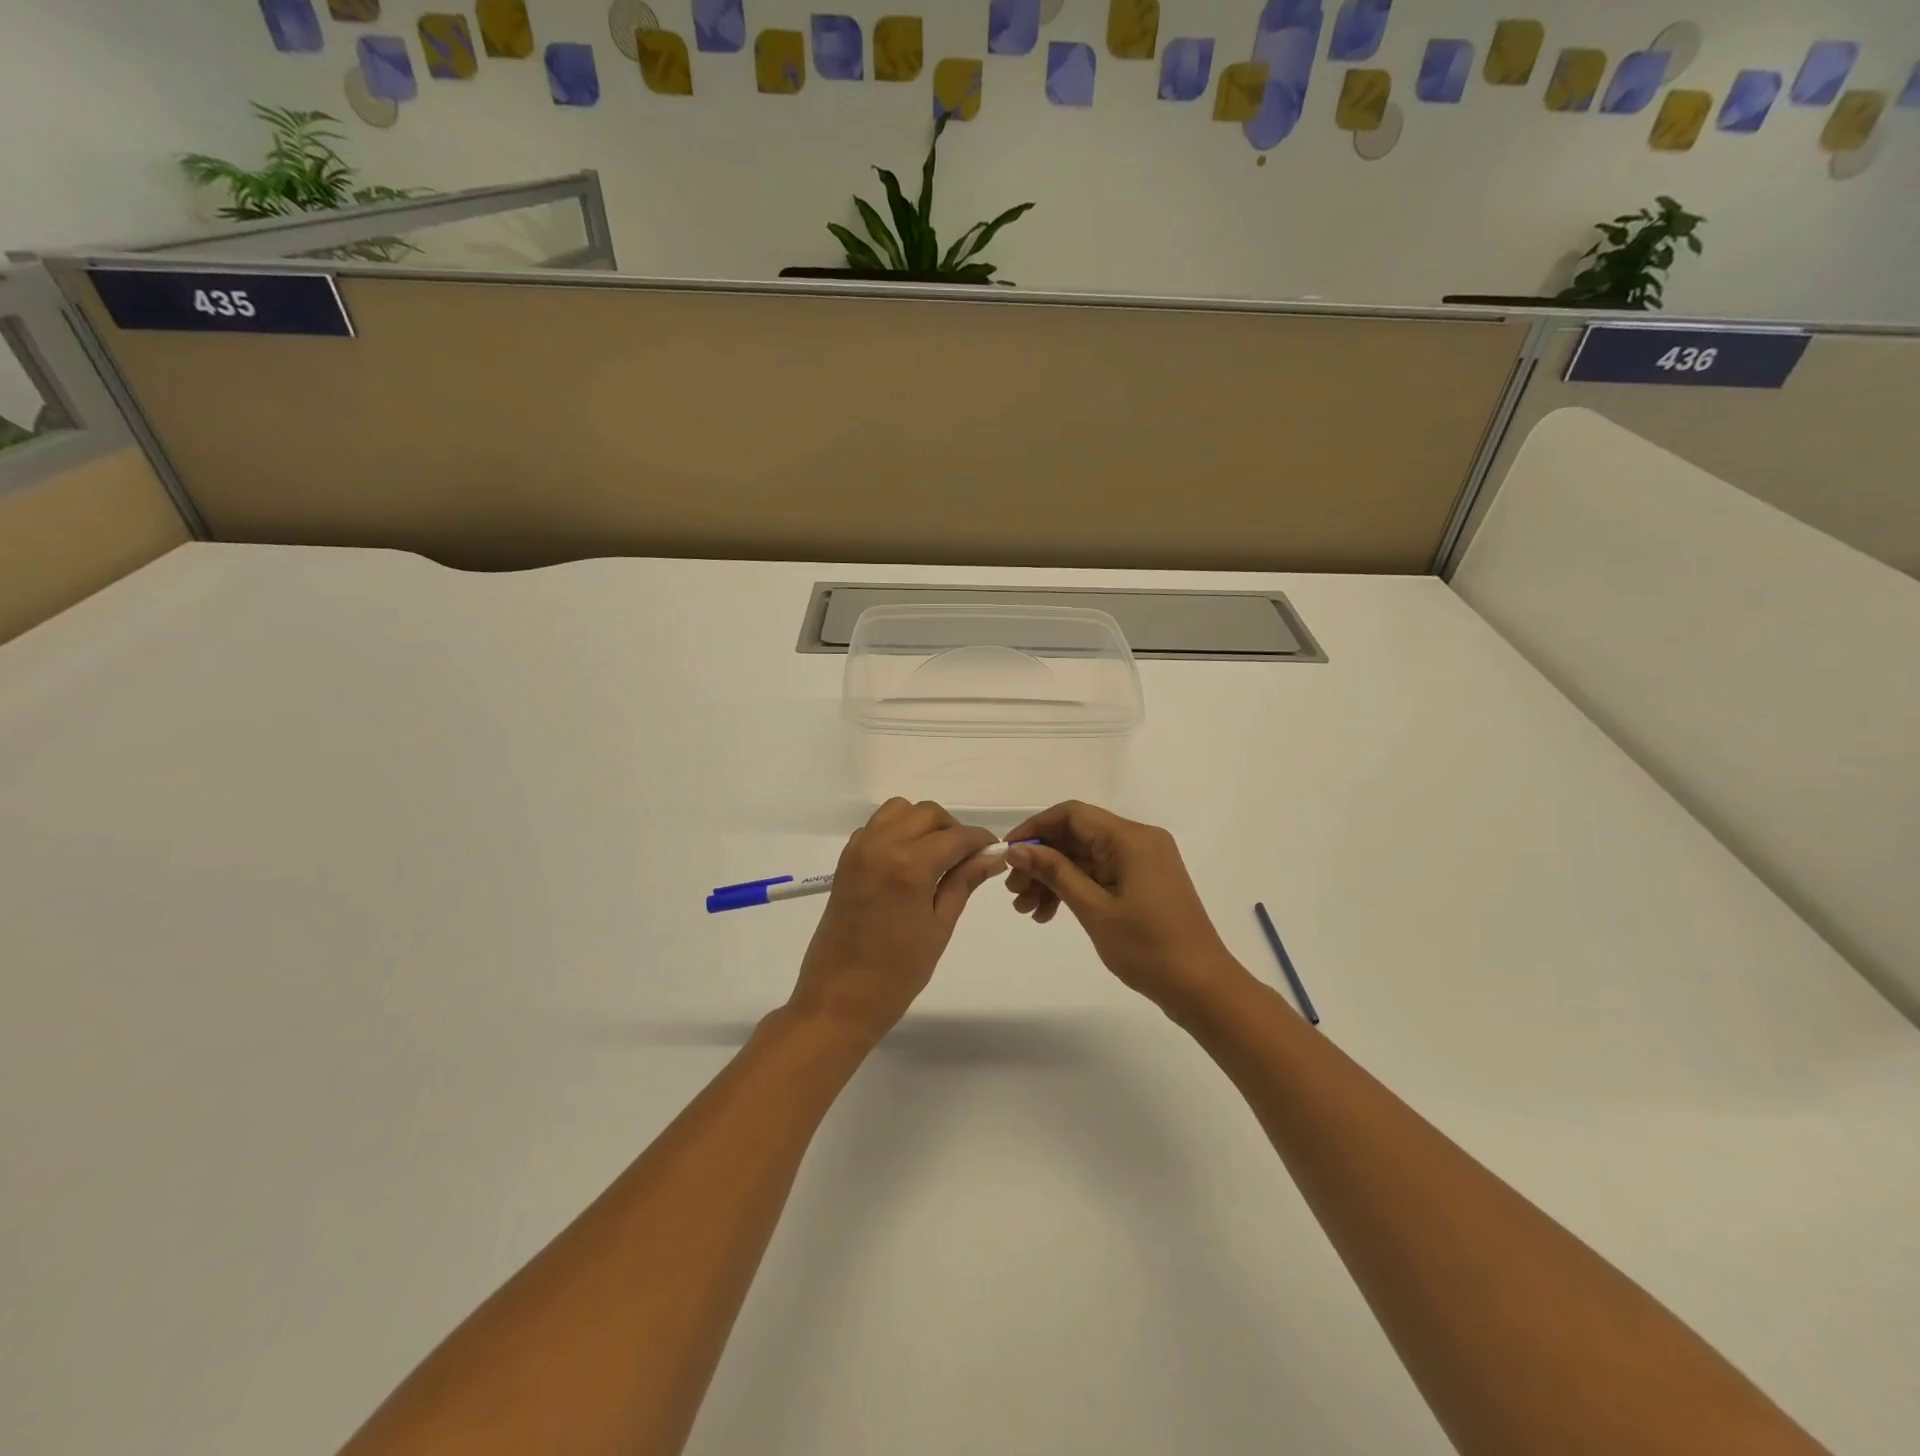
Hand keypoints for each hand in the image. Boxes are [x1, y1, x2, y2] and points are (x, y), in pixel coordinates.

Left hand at [788, 799, 1005, 1043]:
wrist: (838, 999)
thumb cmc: (897, 974)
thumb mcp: (939, 927)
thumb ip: (964, 882)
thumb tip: (993, 856)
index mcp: (909, 865)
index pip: (956, 837)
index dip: (981, 840)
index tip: (995, 851)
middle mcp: (882, 846)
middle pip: (927, 814)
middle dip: (953, 829)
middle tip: (967, 859)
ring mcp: (859, 850)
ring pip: (899, 811)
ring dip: (923, 824)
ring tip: (937, 856)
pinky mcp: (846, 860)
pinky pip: (876, 827)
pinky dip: (897, 831)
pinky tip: (908, 862)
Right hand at [1004, 801, 1250, 1017]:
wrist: (1202, 987)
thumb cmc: (1147, 947)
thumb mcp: (1094, 908)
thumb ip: (1055, 872)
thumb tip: (1017, 849)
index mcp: (1130, 838)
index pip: (1072, 814)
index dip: (1035, 829)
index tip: (1008, 854)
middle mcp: (1138, 840)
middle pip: (1077, 836)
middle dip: (1041, 860)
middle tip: (1013, 892)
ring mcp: (1143, 862)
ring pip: (1085, 857)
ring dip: (1053, 878)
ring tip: (1026, 910)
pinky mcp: (1144, 882)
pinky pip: (1100, 874)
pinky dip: (1074, 888)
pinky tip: (1049, 914)